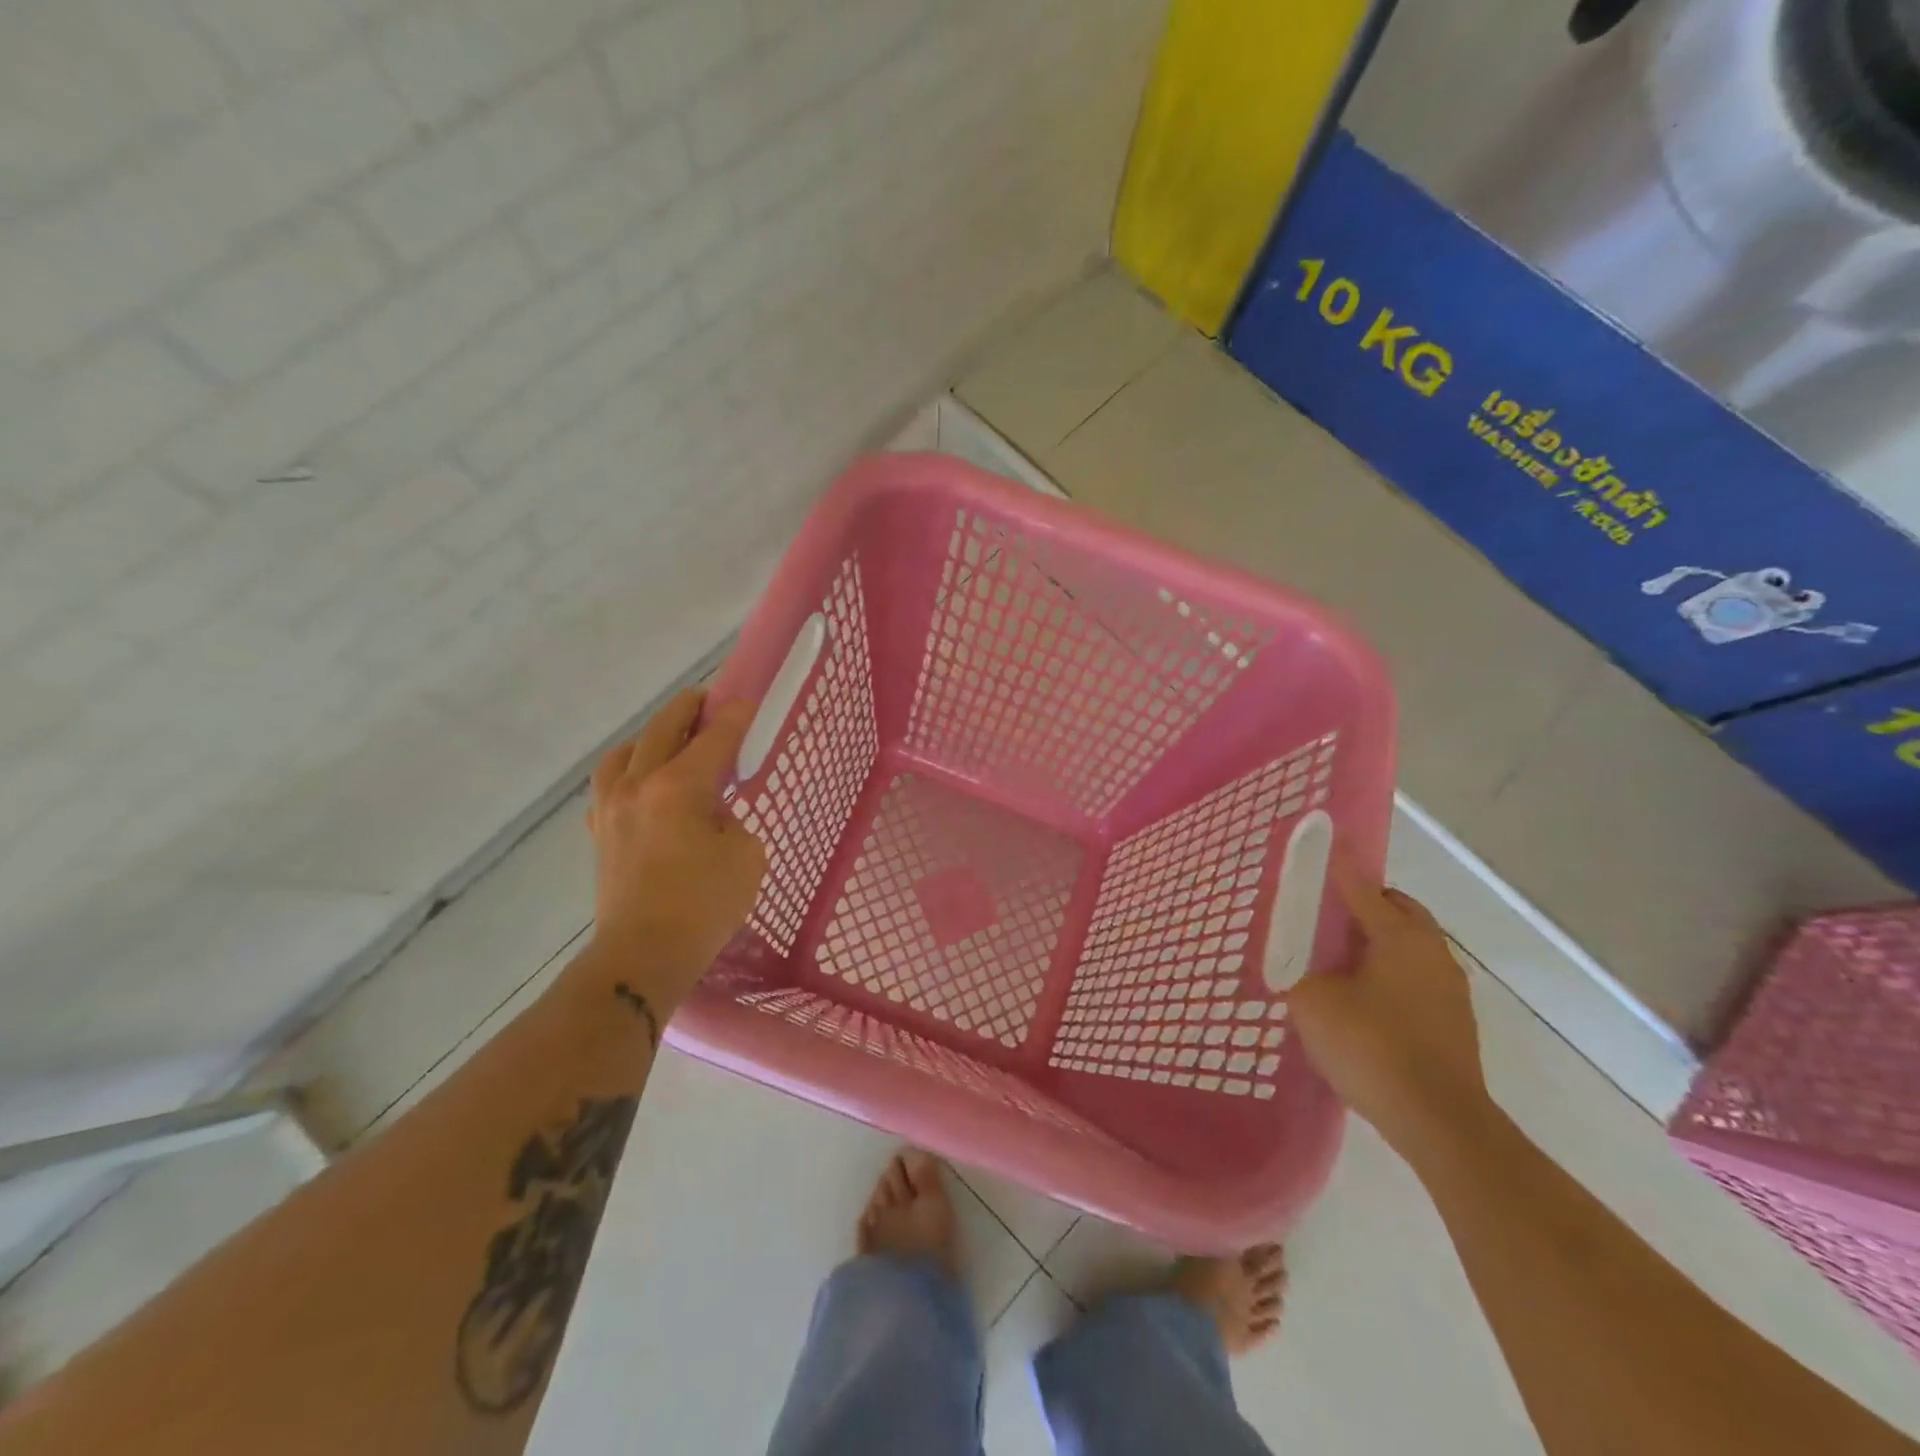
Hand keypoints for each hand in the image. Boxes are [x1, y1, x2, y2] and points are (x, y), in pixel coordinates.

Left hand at [581, 689, 767, 1010]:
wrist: (642, 956)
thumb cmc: (703, 906)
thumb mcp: (746, 856)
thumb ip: (732, 819)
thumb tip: (712, 812)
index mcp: (678, 787)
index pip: (713, 738)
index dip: (735, 717)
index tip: (749, 703)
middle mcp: (638, 785)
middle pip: (662, 728)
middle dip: (689, 709)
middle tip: (710, 703)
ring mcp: (611, 808)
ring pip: (625, 751)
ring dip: (651, 736)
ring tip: (671, 742)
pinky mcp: (600, 832)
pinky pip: (609, 784)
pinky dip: (628, 771)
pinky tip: (643, 785)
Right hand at [1287, 864, 1492, 1158]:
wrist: (1439, 1122)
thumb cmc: (1372, 1047)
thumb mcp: (1313, 1003)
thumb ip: (1294, 970)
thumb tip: (1286, 955)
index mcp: (1399, 936)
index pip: (1362, 886)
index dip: (1337, 866)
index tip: (1319, 846)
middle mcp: (1431, 951)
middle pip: (1397, 909)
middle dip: (1364, 903)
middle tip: (1324, 912)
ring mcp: (1449, 987)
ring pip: (1410, 944)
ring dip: (1378, 939)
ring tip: (1338, 957)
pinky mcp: (1454, 1020)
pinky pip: (1416, 975)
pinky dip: (1389, 971)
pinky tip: (1362, 998)